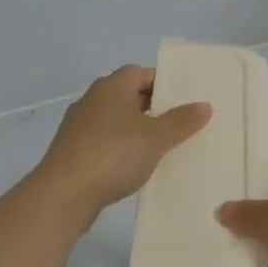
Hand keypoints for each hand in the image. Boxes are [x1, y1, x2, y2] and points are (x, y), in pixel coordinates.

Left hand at [33, 66, 211, 222]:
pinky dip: (120, 148)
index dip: (162, 82)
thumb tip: (204, 105)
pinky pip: (104, 142)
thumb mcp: (156, 138)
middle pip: (127, 95)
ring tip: (162, 147)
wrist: (64, 194)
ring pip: (115, 120)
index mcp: (111, 87)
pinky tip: (135, 166)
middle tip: (179, 123)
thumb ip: (181, 121)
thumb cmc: (114, 154)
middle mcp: (92, 100)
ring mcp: (78, 127)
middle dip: (152, 106)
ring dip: (136, 129)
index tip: (183, 98)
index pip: (140, 72)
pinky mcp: (72, 152)